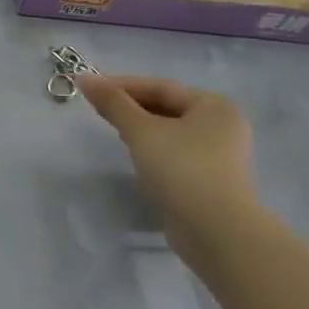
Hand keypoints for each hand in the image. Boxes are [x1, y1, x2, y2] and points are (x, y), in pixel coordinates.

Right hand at [79, 76, 257, 247]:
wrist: (216, 231)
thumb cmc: (181, 169)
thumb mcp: (141, 131)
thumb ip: (113, 103)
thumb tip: (84, 77)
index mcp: (214, 106)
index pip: (161, 87)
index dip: (123, 85)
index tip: (90, 88)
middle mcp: (223, 126)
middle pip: (168, 108)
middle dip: (132, 107)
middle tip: (98, 109)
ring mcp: (220, 156)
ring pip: (171, 132)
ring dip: (141, 129)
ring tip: (113, 130)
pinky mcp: (211, 180)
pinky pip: (176, 154)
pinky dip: (154, 150)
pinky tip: (135, 156)